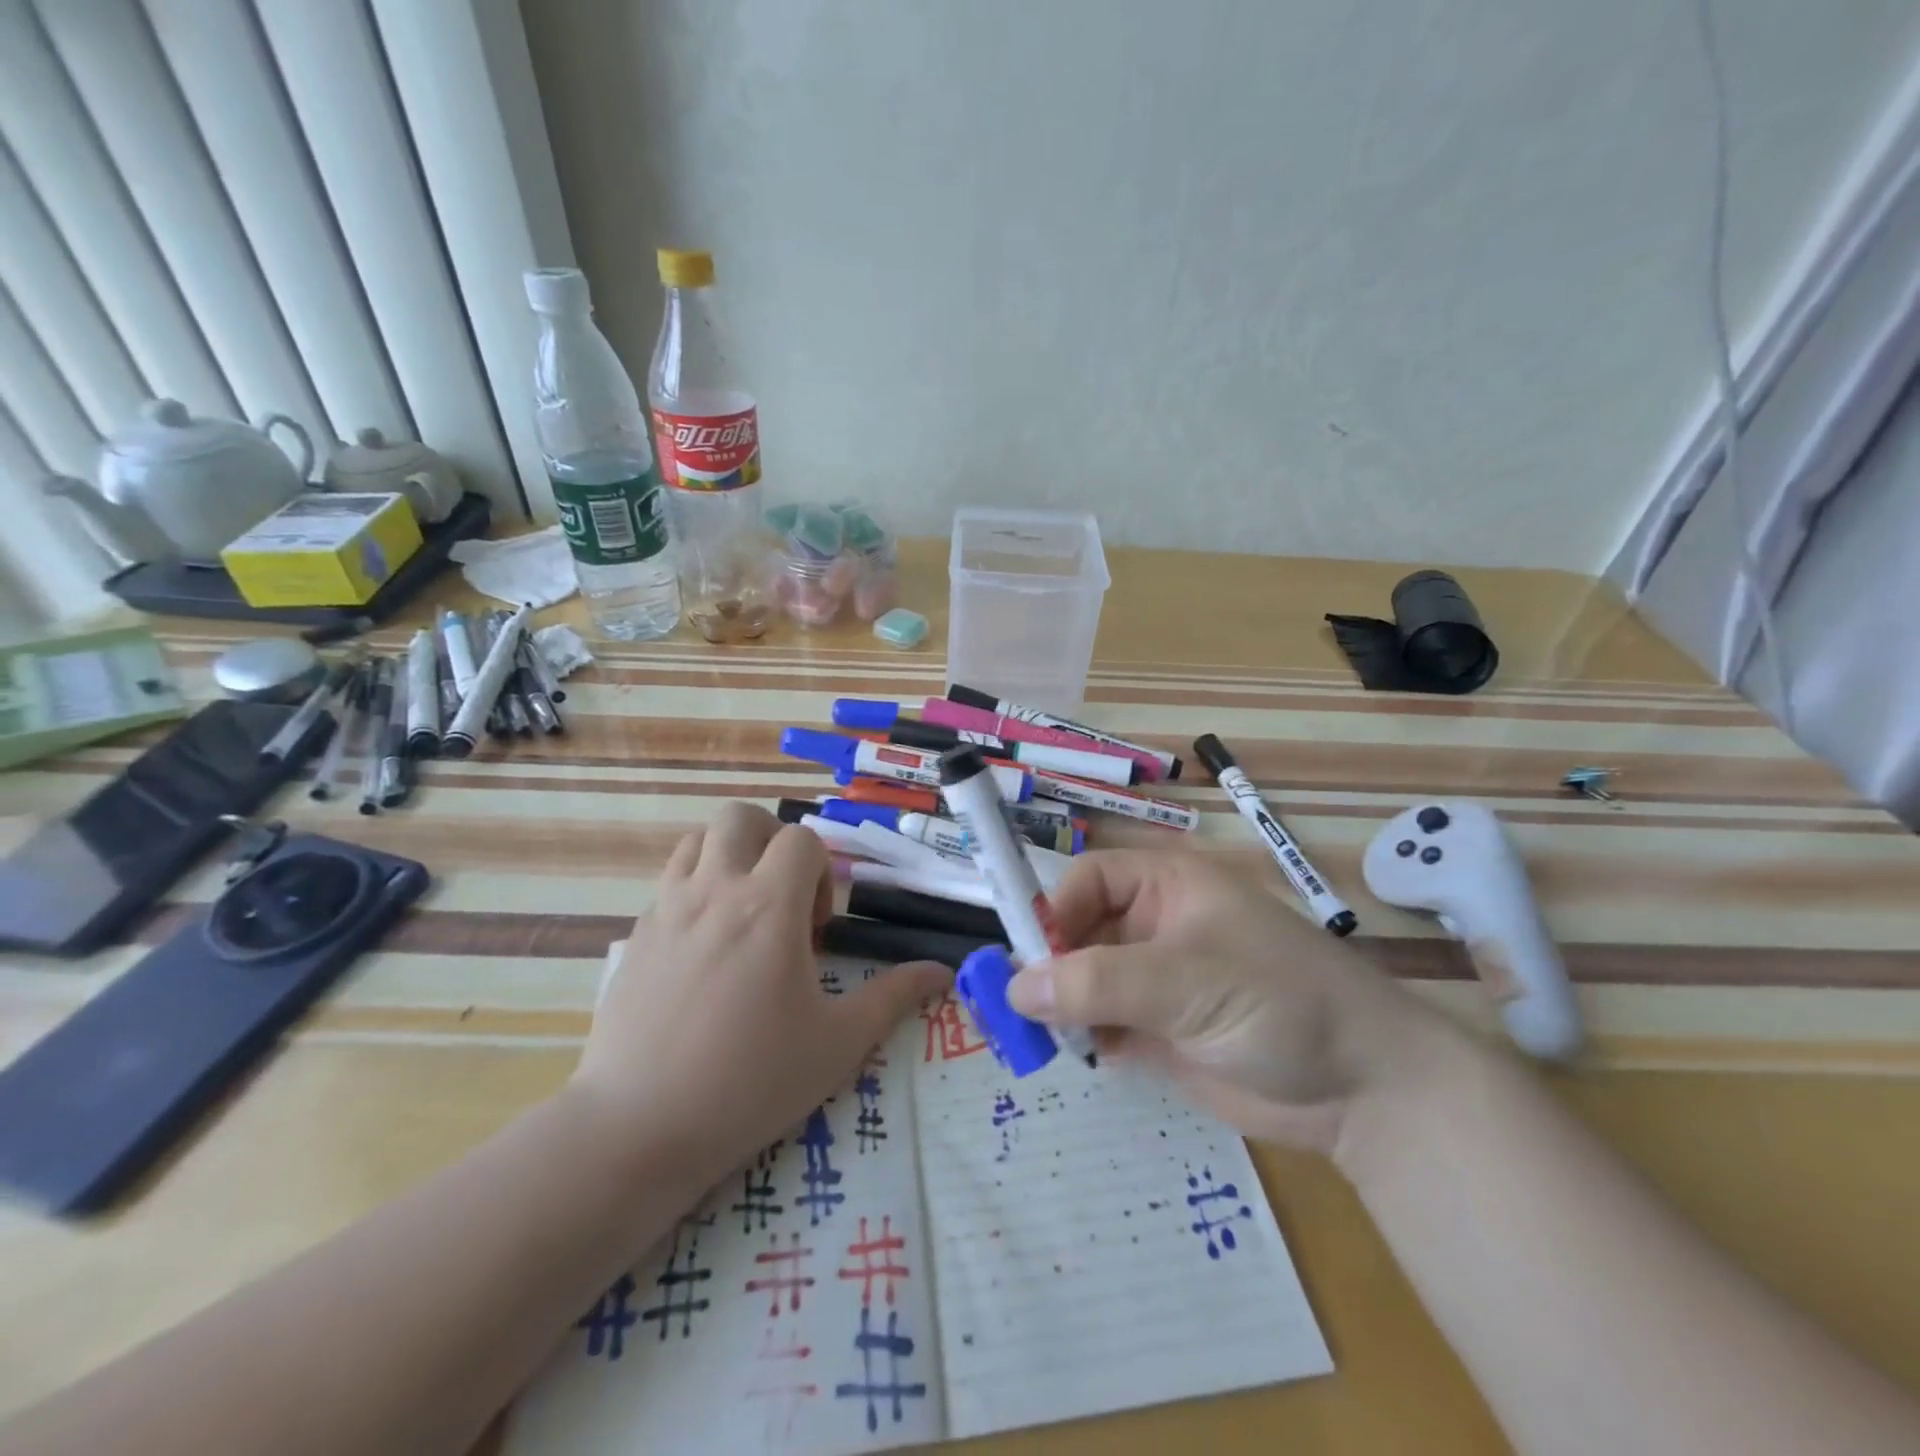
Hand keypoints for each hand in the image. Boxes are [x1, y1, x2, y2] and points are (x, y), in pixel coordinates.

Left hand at [573, 803, 949, 1185]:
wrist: (639, 1126)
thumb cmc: (750, 1081)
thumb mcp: (837, 1043)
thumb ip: (893, 997)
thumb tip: (943, 972)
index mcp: (768, 905)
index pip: (801, 839)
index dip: (822, 870)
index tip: (819, 927)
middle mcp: (715, 890)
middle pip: (741, 818)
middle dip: (771, 842)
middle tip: (782, 898)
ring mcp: (667, 908)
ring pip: (697, 840)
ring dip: (728, 857)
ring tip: (743, 911)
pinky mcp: (636, 934)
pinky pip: (669, 882)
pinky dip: (695, 889)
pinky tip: (704, 948)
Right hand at [1008, 850, 1442, 1152]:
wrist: (1366, 1089)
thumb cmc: (1280, 1003)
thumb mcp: (1187, 981)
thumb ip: (1099, 982)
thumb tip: (1014, 989)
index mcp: (1167, 886)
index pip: (1088, 880)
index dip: (1055, 911)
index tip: (1030, 960)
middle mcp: (1156, 926)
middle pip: (1079, 930)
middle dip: (1050, 965)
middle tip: (1021, 1010)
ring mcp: (1157, 981)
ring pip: (1084, 980)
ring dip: (1061, 1005)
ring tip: (1046, 1039)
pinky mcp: (1160, 1030)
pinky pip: (1101, 1022)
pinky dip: (1083, 1037)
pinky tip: (1081, 1056)